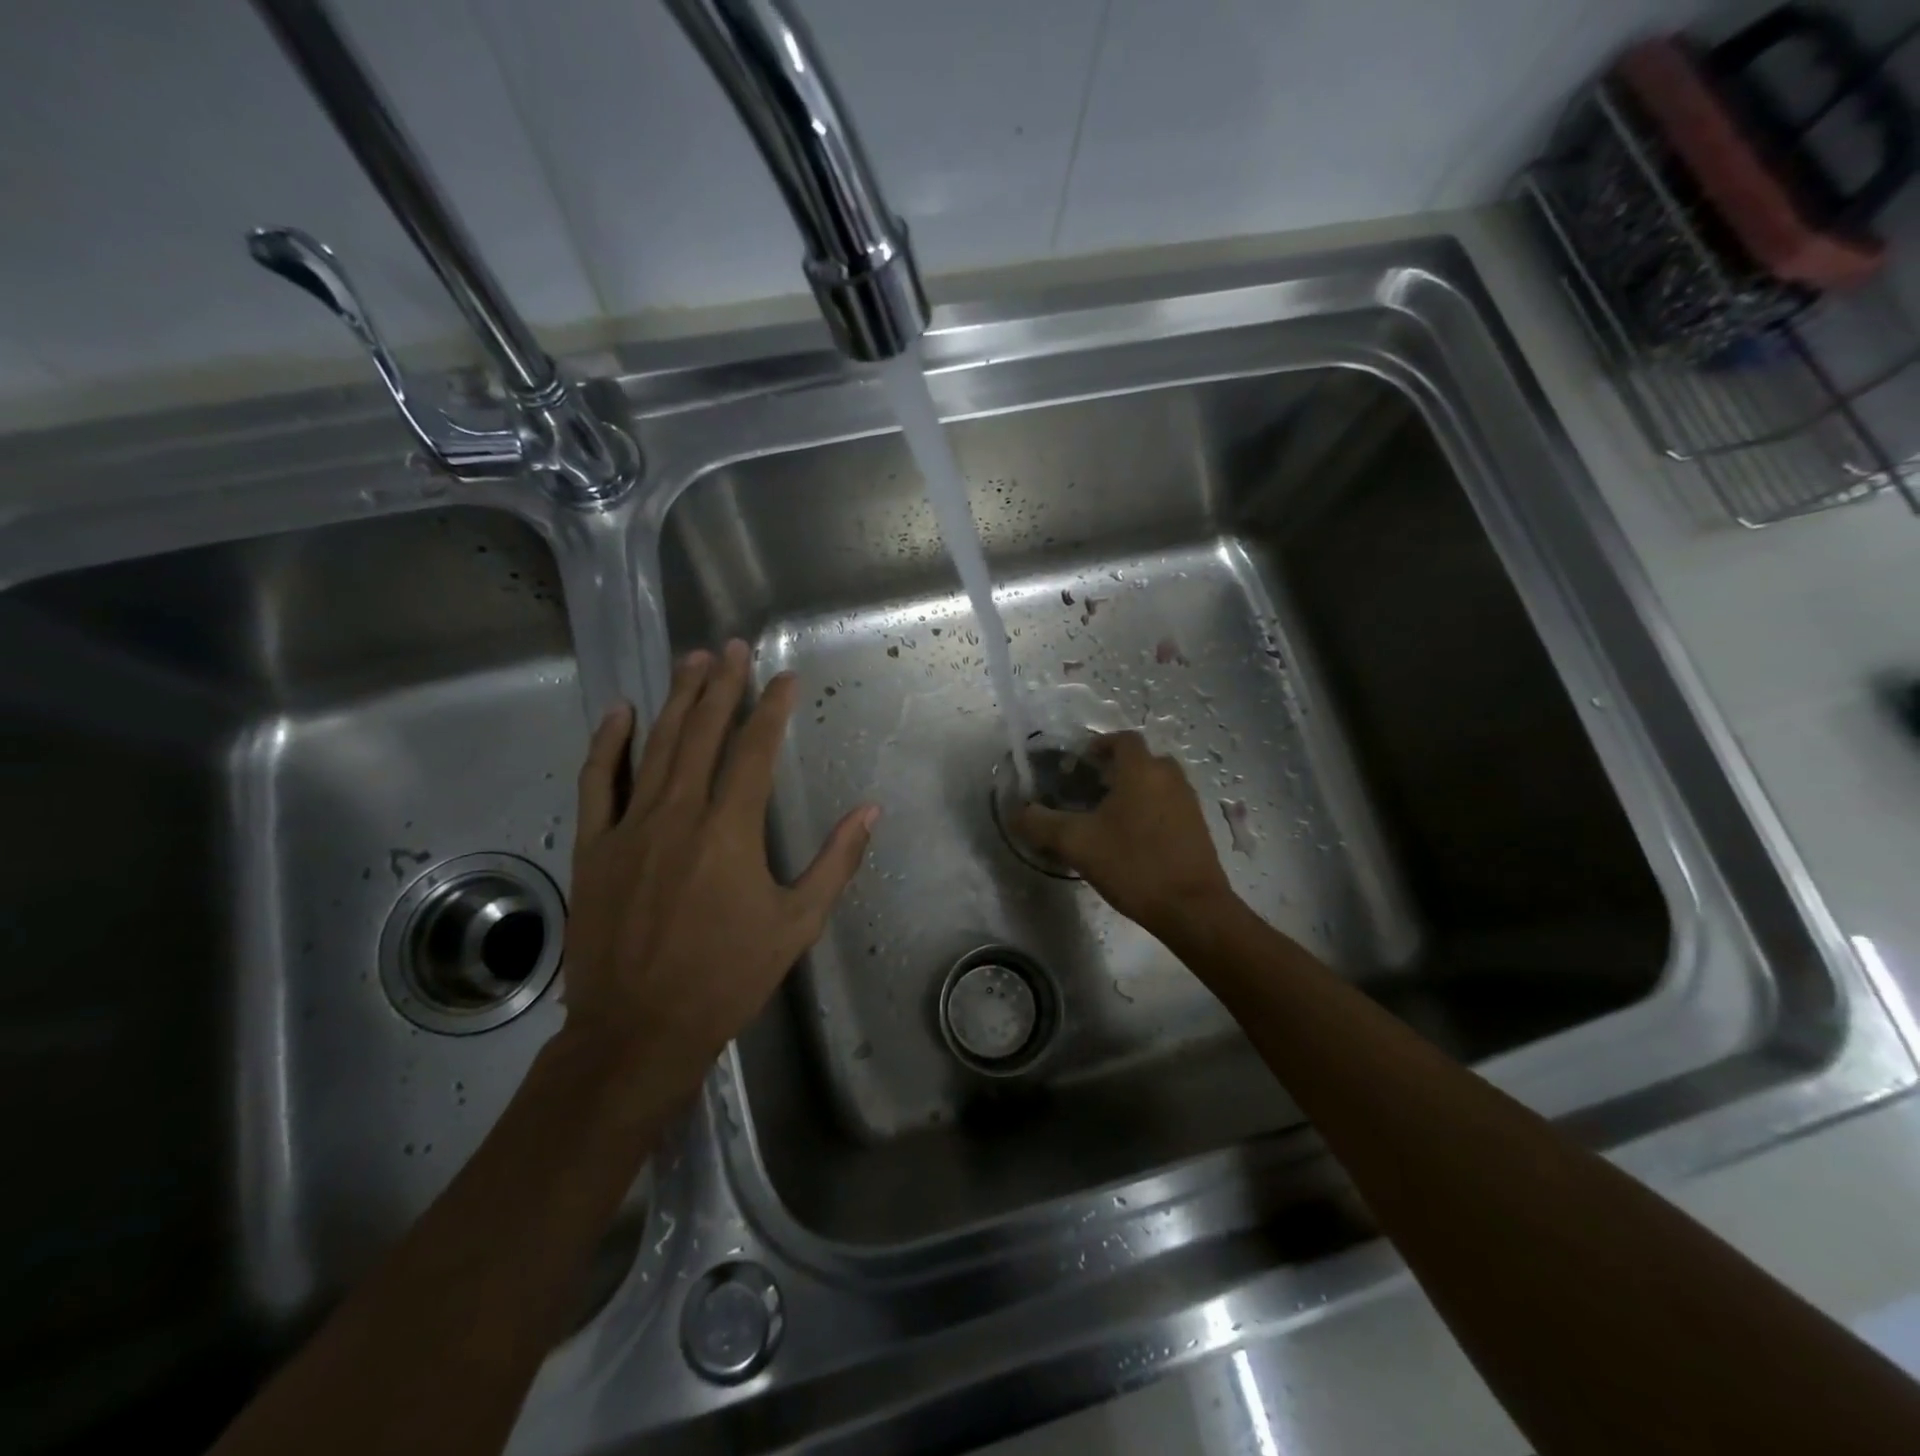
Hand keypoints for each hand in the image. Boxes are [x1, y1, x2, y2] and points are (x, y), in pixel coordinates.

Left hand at [560, 640, 877, 1103]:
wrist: (639, 1030)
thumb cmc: (727, 977)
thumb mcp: (797, 924)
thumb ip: (835, 862)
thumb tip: (869, 811)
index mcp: (730, 830)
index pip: (754, 750)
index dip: (771, 708)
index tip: (783, 678)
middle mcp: (678, 814)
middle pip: (702, 734)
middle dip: (721, 686)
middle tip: (731, 646)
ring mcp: (630, 827)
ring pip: (655, 747)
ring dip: (675, 700)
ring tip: (690, 661)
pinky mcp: (594, 848)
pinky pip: (598, 783)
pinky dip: (608, 744)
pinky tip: (620, 713)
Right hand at [1016, 731, 1235, 938]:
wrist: (1192, 909)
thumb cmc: (1133, 865)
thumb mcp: (1077, 844)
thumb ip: (1042, 823)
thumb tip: (1018, 812)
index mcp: (1142, 770)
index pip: (1122, 740)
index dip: (1099, 745)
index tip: (1079, 764)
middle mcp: (1169, 777)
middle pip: (1140, 760)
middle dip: (1114, 770)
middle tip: (1089, 791)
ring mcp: (1188, 802)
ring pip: (1156, 783)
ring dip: (1133, 791)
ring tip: (1106, 817)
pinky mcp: (1198, 827)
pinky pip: (1168, 805)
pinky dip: (1149, 810)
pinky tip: (1131, 839)